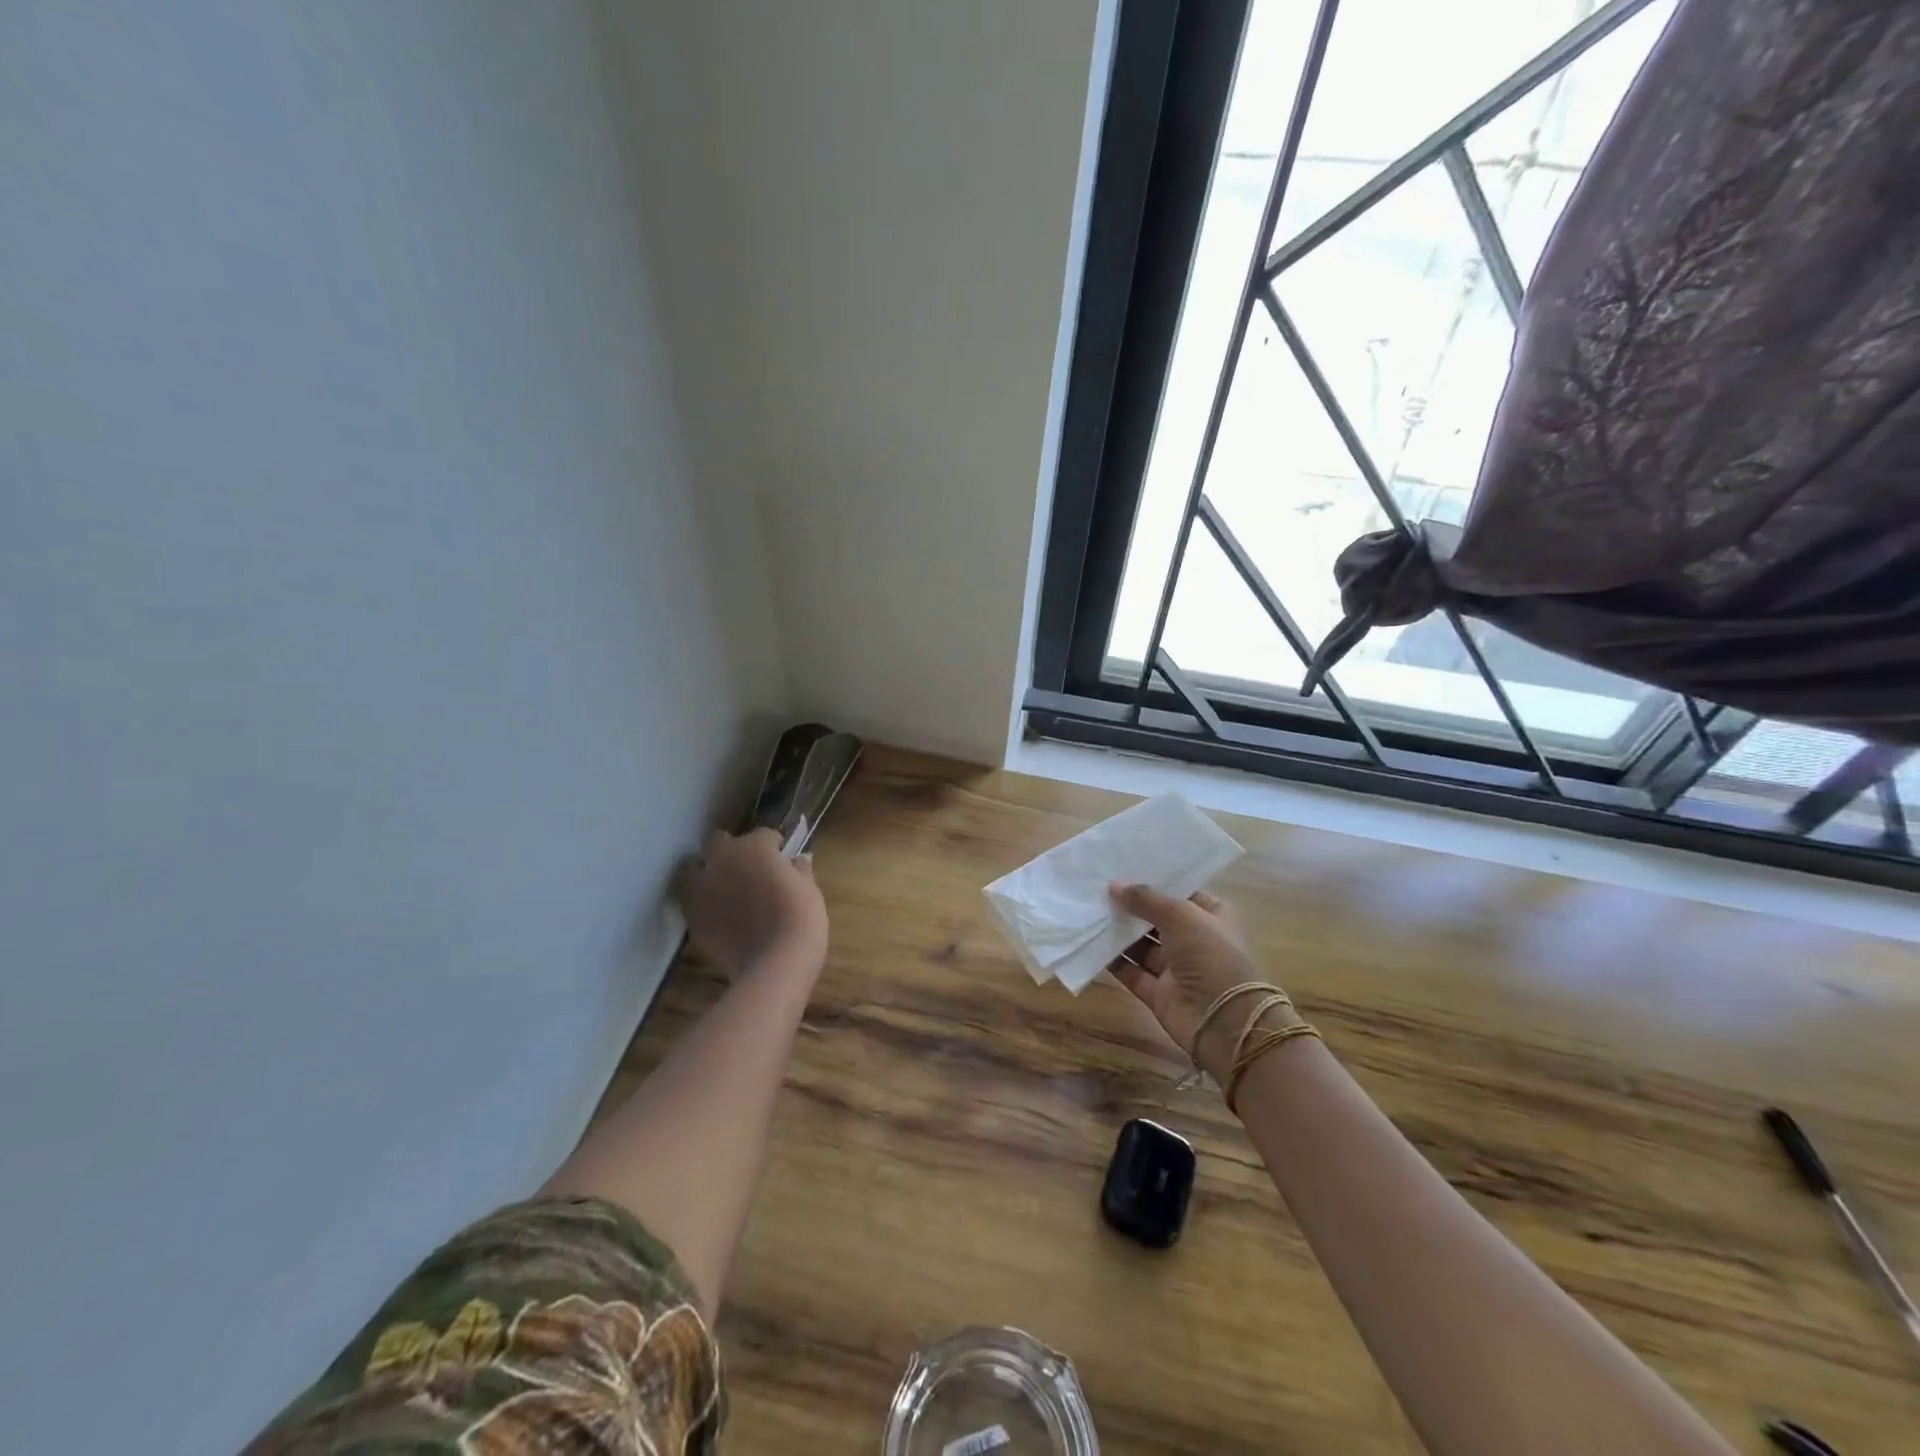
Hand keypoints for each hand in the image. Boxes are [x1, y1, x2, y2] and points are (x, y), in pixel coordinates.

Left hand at [680, 828, 827, 977]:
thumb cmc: (800, 919)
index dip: (773, 845)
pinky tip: (722, 919)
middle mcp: (723, 860)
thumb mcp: (809, 890)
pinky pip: (695, 903)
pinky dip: (706, 905)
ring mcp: (703, 889)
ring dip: (709, 874)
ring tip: (727, 891)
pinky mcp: (693, 918)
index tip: (782, 857)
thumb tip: (799, 859)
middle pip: (719, 842)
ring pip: (696, 870)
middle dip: (731, 850)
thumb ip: (800, 870)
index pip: (763, 834)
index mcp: (755, 848)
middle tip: (749, 869)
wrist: (775, 963)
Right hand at [1107, 883, 1290, 1082]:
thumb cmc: (1211, 956)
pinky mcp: (1158, 993)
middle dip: (1131, 906)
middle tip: (1098, 887)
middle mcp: (1196, 941)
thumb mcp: (1181, 916)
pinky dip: (1113, 959)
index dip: (1155, 882)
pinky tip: (1091, 941)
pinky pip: (1131, 971)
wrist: (1224, 1021)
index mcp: (1213, 917)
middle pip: (1157, 918)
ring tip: (1090, 910)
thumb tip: (1114, 886)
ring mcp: (1176, 969)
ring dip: (1119, 931)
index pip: (1181, 893)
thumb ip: (1146, 899)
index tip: (1123, 868)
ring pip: (1141, 945)